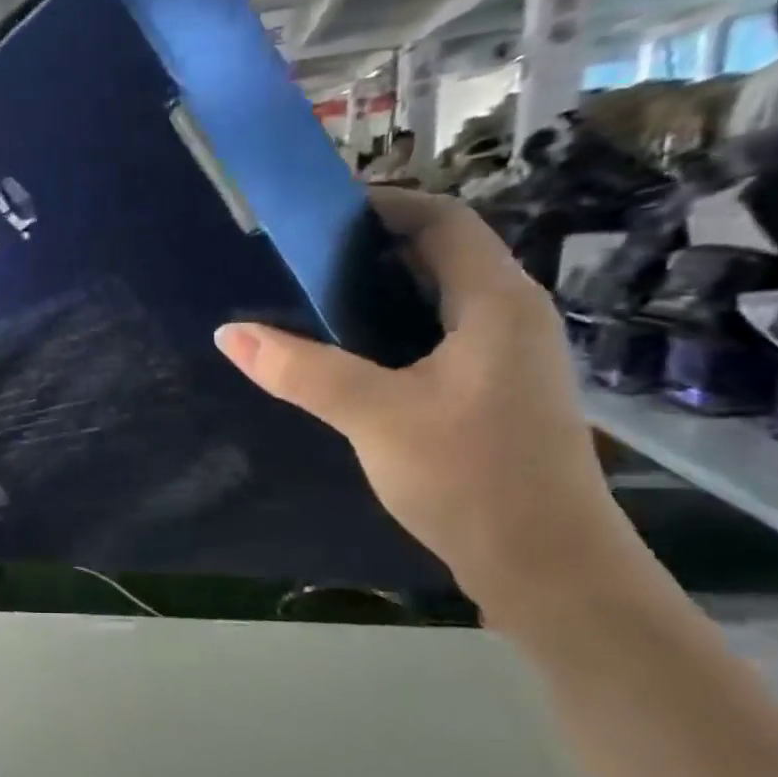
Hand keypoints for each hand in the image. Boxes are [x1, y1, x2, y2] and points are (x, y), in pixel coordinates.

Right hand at [215, 189, 633, 610]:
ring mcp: (507, 359)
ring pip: (438, 303)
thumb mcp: (375, 416)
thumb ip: (301, 370)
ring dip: (380, 296)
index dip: (381, 206)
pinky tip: (352, 363)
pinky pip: (439, 342)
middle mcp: (511, 317)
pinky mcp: (494, 396)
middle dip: (370, 252)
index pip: (441, 220)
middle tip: (300, 264)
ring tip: (313, 307)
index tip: (316, 218)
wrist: (548, 570)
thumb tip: (228, 333)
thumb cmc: (471, 478)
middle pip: (439, 257)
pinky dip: (393, 336)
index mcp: (496, 301)